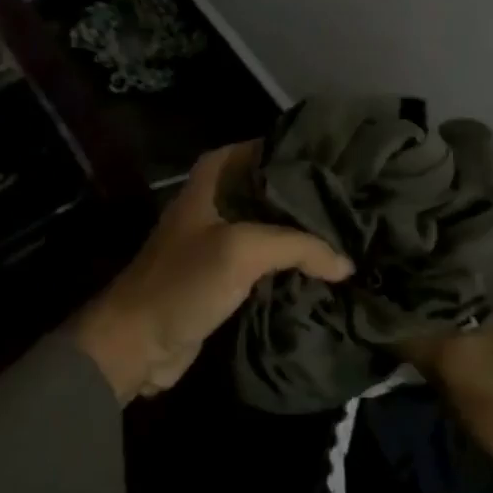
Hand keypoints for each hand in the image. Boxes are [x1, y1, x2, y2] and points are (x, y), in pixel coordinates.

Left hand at [71, 142, 354, 403]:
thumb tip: (346, 263)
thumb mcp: (242, 251)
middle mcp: (219, 200)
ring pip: (273, 226)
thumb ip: (298, 246)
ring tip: (351, 234)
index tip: (342, 161)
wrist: (137, 343)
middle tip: (355, 201)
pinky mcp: (226, 275)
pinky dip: (293, 264)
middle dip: (310, 196)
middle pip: (274, 189)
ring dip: (305, 234)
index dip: (301, 152)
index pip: (266, 149)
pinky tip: (327, 269)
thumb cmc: (183, 282)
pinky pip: (268, 261)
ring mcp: (222, 239)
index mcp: (214, 178)